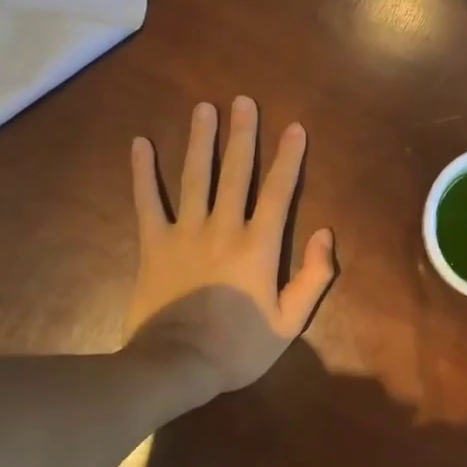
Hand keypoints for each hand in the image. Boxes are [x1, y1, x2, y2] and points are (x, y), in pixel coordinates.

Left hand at [125, 97, 335, 392]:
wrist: (176, 365)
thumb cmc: (239, 346)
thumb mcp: (291, 321)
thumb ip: (314, 276)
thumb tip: (325, 233)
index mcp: (259, 245)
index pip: (278, 191)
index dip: (288, 158)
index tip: (294, 128)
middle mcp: (223, 227)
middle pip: (235, 172)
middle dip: (242, 134)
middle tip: (243, 101)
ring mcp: (185, 232)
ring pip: (195, 176)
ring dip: (201, 140)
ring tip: (204, 108)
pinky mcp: (154, 243)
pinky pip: (147, 201)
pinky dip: (142, 172)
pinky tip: (140, 144)